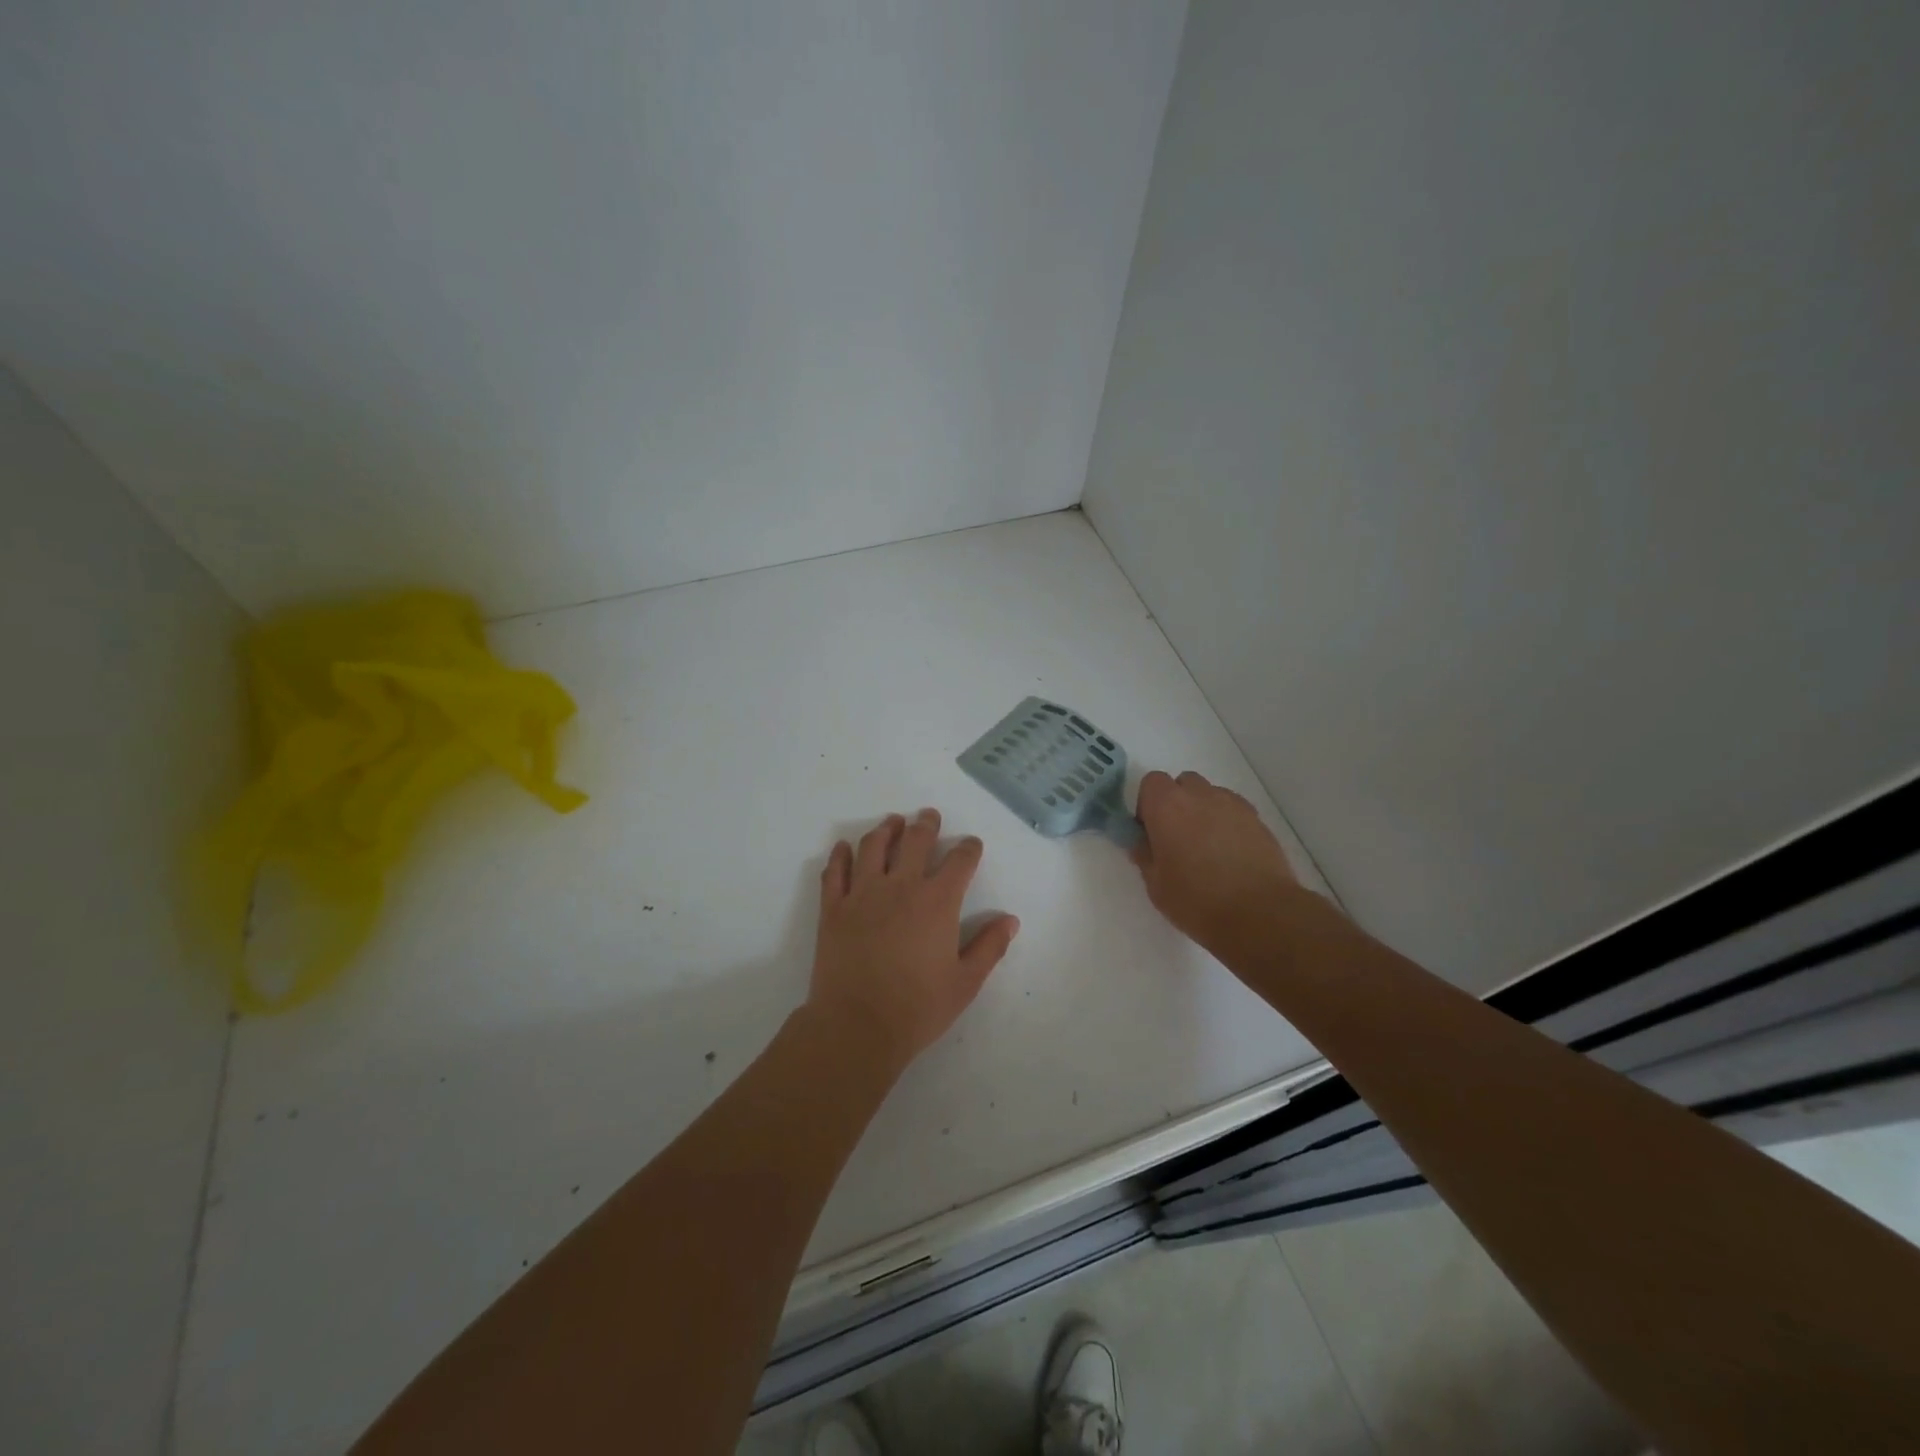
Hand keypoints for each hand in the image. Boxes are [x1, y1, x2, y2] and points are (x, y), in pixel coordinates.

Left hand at [808, 808, 1018, 1071]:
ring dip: (886, 829)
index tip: (971, 845)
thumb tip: (1010, 920)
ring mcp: (862, 893)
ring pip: (873, 846)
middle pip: (915, 841)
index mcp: (937, 902)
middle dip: (926, 825)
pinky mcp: (833, 907)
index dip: (969, 849)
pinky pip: (835, 871)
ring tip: (892, 822)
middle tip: (929, 816)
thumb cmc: (917, 1008)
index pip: (959, 861)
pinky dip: (840, 855)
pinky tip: (844, 848)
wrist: (856, 1026)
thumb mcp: (965, 983)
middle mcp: (901, 886)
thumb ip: (989, 947)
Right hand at [1132, 770, 1299, 957]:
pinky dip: (1227, 822)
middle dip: (1177, 802)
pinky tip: (1230, 852)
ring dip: (1203, 811)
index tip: (1150, 831)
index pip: (1151, 782)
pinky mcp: (1257, 819)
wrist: (1258, 914)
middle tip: (1177, 837)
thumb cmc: (1196, 900)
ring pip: (1210, 795)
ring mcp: (1232, 805)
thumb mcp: (1155, 884)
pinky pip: (1234, 810)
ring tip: (1207, 846)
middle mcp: (1200, 795)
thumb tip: (1142, 843)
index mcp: (1167, 806)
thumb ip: (1144, 855)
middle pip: (1183, 783)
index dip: (1147, 804)